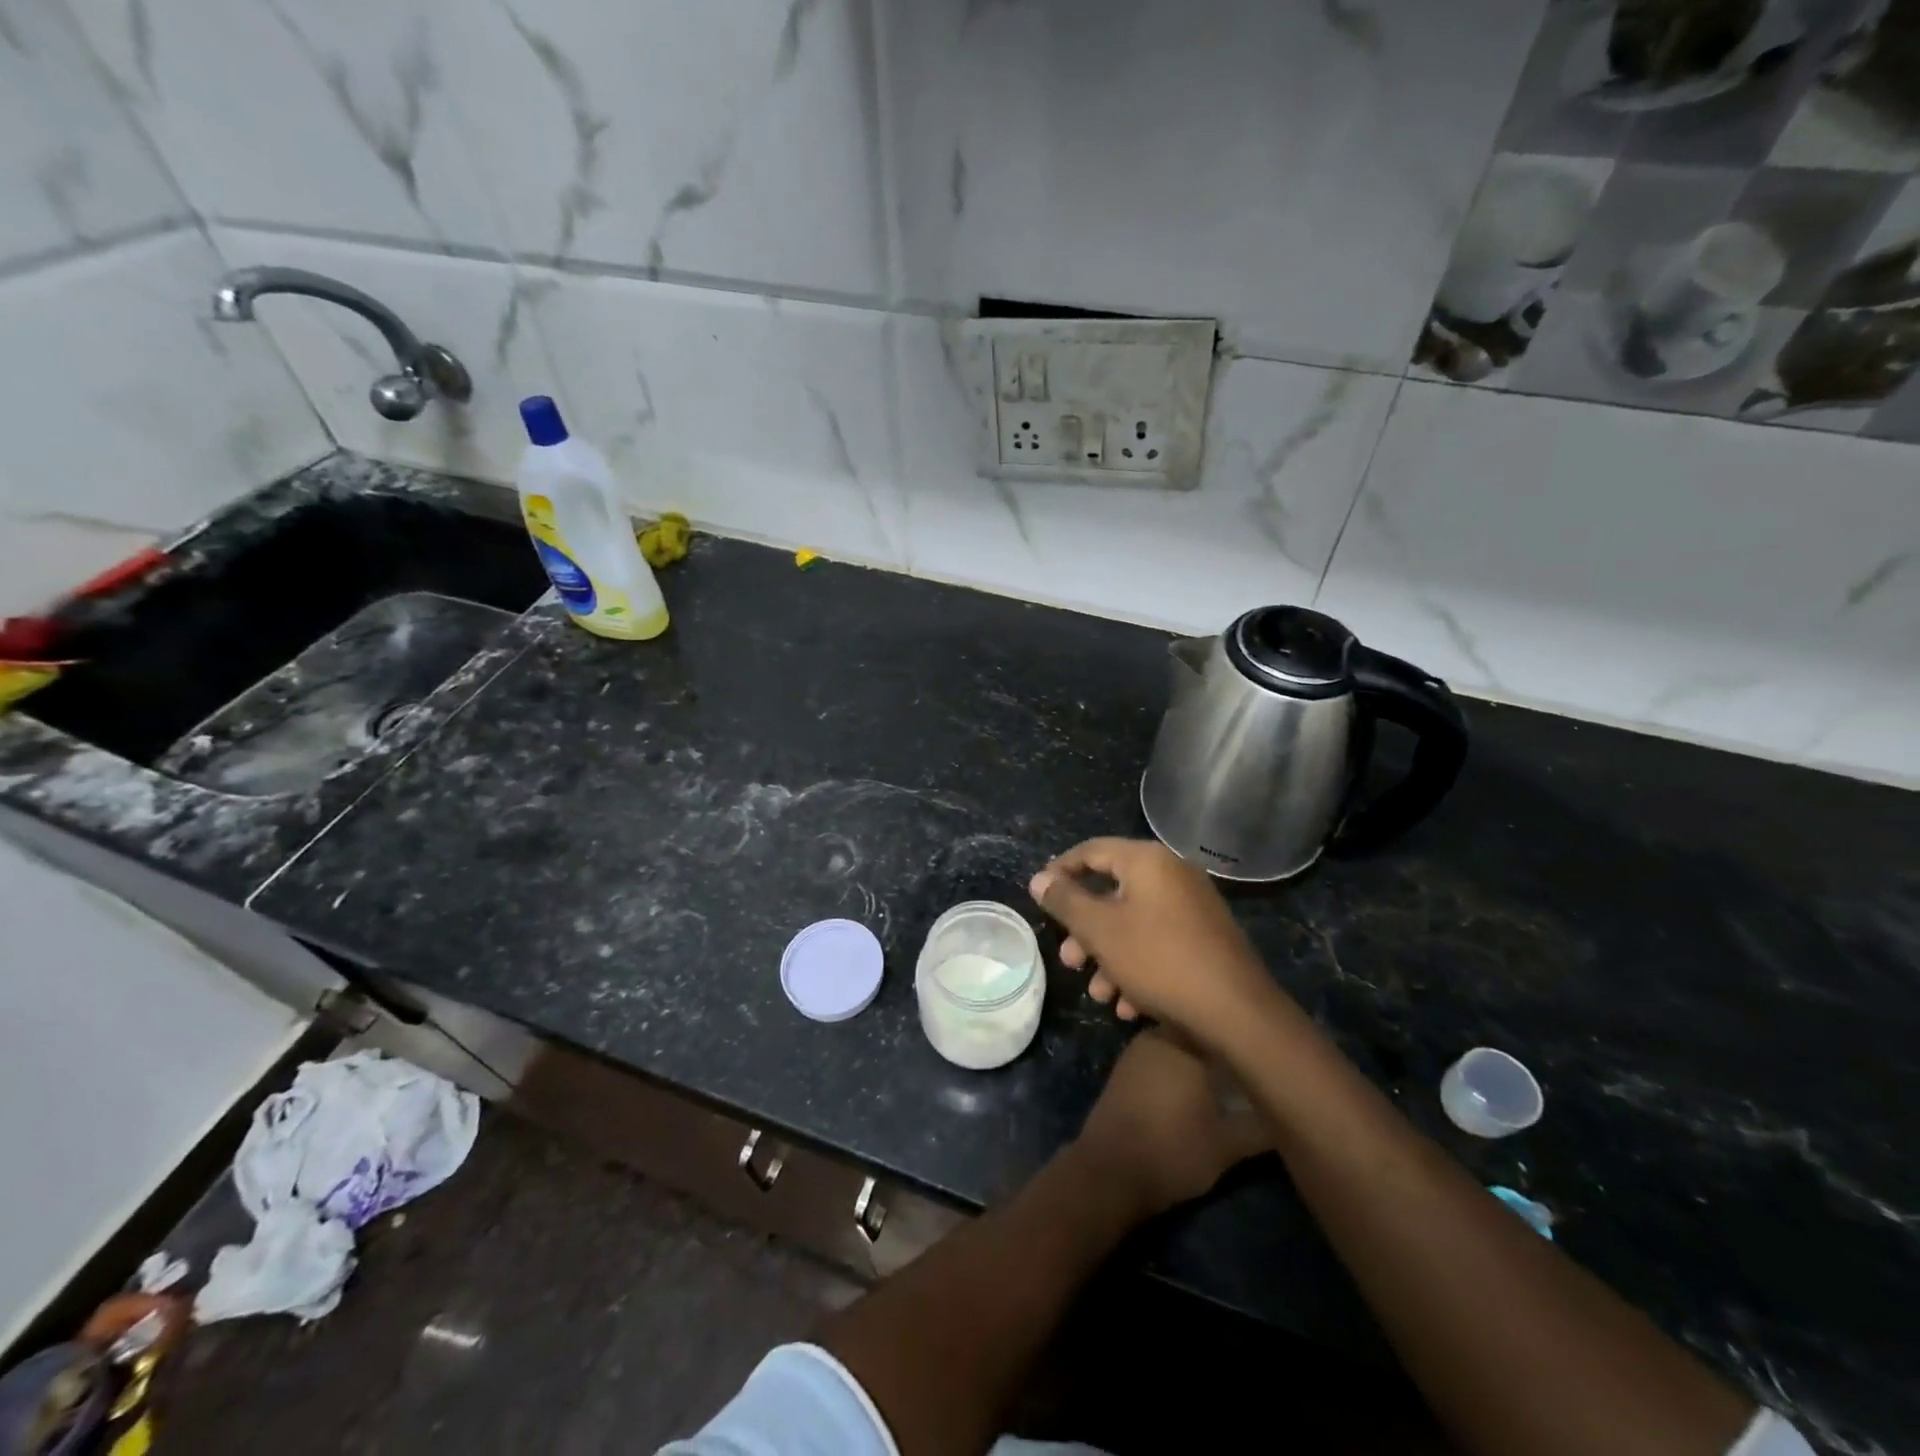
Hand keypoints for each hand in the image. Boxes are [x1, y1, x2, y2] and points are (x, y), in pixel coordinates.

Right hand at [1030, 837, 1280, 1044]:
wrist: (1238, 1013)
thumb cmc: (1159, 960)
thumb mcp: (1100, 931)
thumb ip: (1065, 901)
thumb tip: (1039, 879)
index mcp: (1148, 861)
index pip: (1091, 851)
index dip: (1060, 871)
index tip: (1040, 896)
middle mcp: (1172, 875)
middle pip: (1112, 892)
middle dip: (1084, 930)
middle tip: (1068, 960)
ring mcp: (1193, 907)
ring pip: (1134, 923)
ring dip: (1108, 956)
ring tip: (1098, 993)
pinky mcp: (1206, 939)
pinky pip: (1159, 942)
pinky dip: (1138, 966)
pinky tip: (1129, 1005)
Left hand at [1074, 1029, 1270, 1218]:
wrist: (1110, 1170)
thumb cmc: (1172, 1153)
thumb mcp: (1227, 1147)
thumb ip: (1261, 1127)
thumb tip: (1288, 1111)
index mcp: (1187, 1045)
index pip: (1222, 1025)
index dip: (1244, 1037)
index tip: (1266, 1051)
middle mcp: (1160, 1035)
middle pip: (1199, 1031)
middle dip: (1222, 1045)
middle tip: (1249, 1064)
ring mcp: (1138, 1049)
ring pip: (1178, 1040)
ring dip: (1199, 1054)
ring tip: (1226, 1075)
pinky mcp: (1126, 1066)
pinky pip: (1160, 1053)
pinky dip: (1177, 1063)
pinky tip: (1192, 1085)